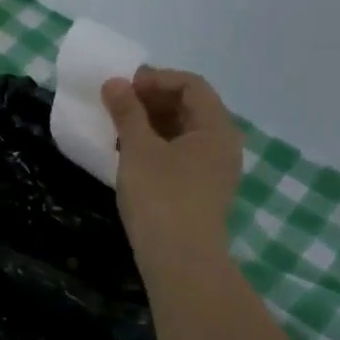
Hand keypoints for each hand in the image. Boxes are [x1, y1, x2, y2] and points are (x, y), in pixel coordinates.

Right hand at [102, 67, 242, 261]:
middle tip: (118, 105)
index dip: (156, 79)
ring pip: (185, 134)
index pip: (191, 85)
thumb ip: (127, 112)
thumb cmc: (161, 197)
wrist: (180, 260)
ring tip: (120, 130)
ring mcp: (216, 172)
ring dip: (153, 125)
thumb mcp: (138, 149)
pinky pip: (182, 157)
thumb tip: (115, 83)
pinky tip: (131, 158)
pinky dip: (158, 148)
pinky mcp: (203, 193)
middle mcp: (224, 145)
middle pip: (191, 108)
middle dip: (153, 101)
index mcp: (216, 127)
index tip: (124, 86)